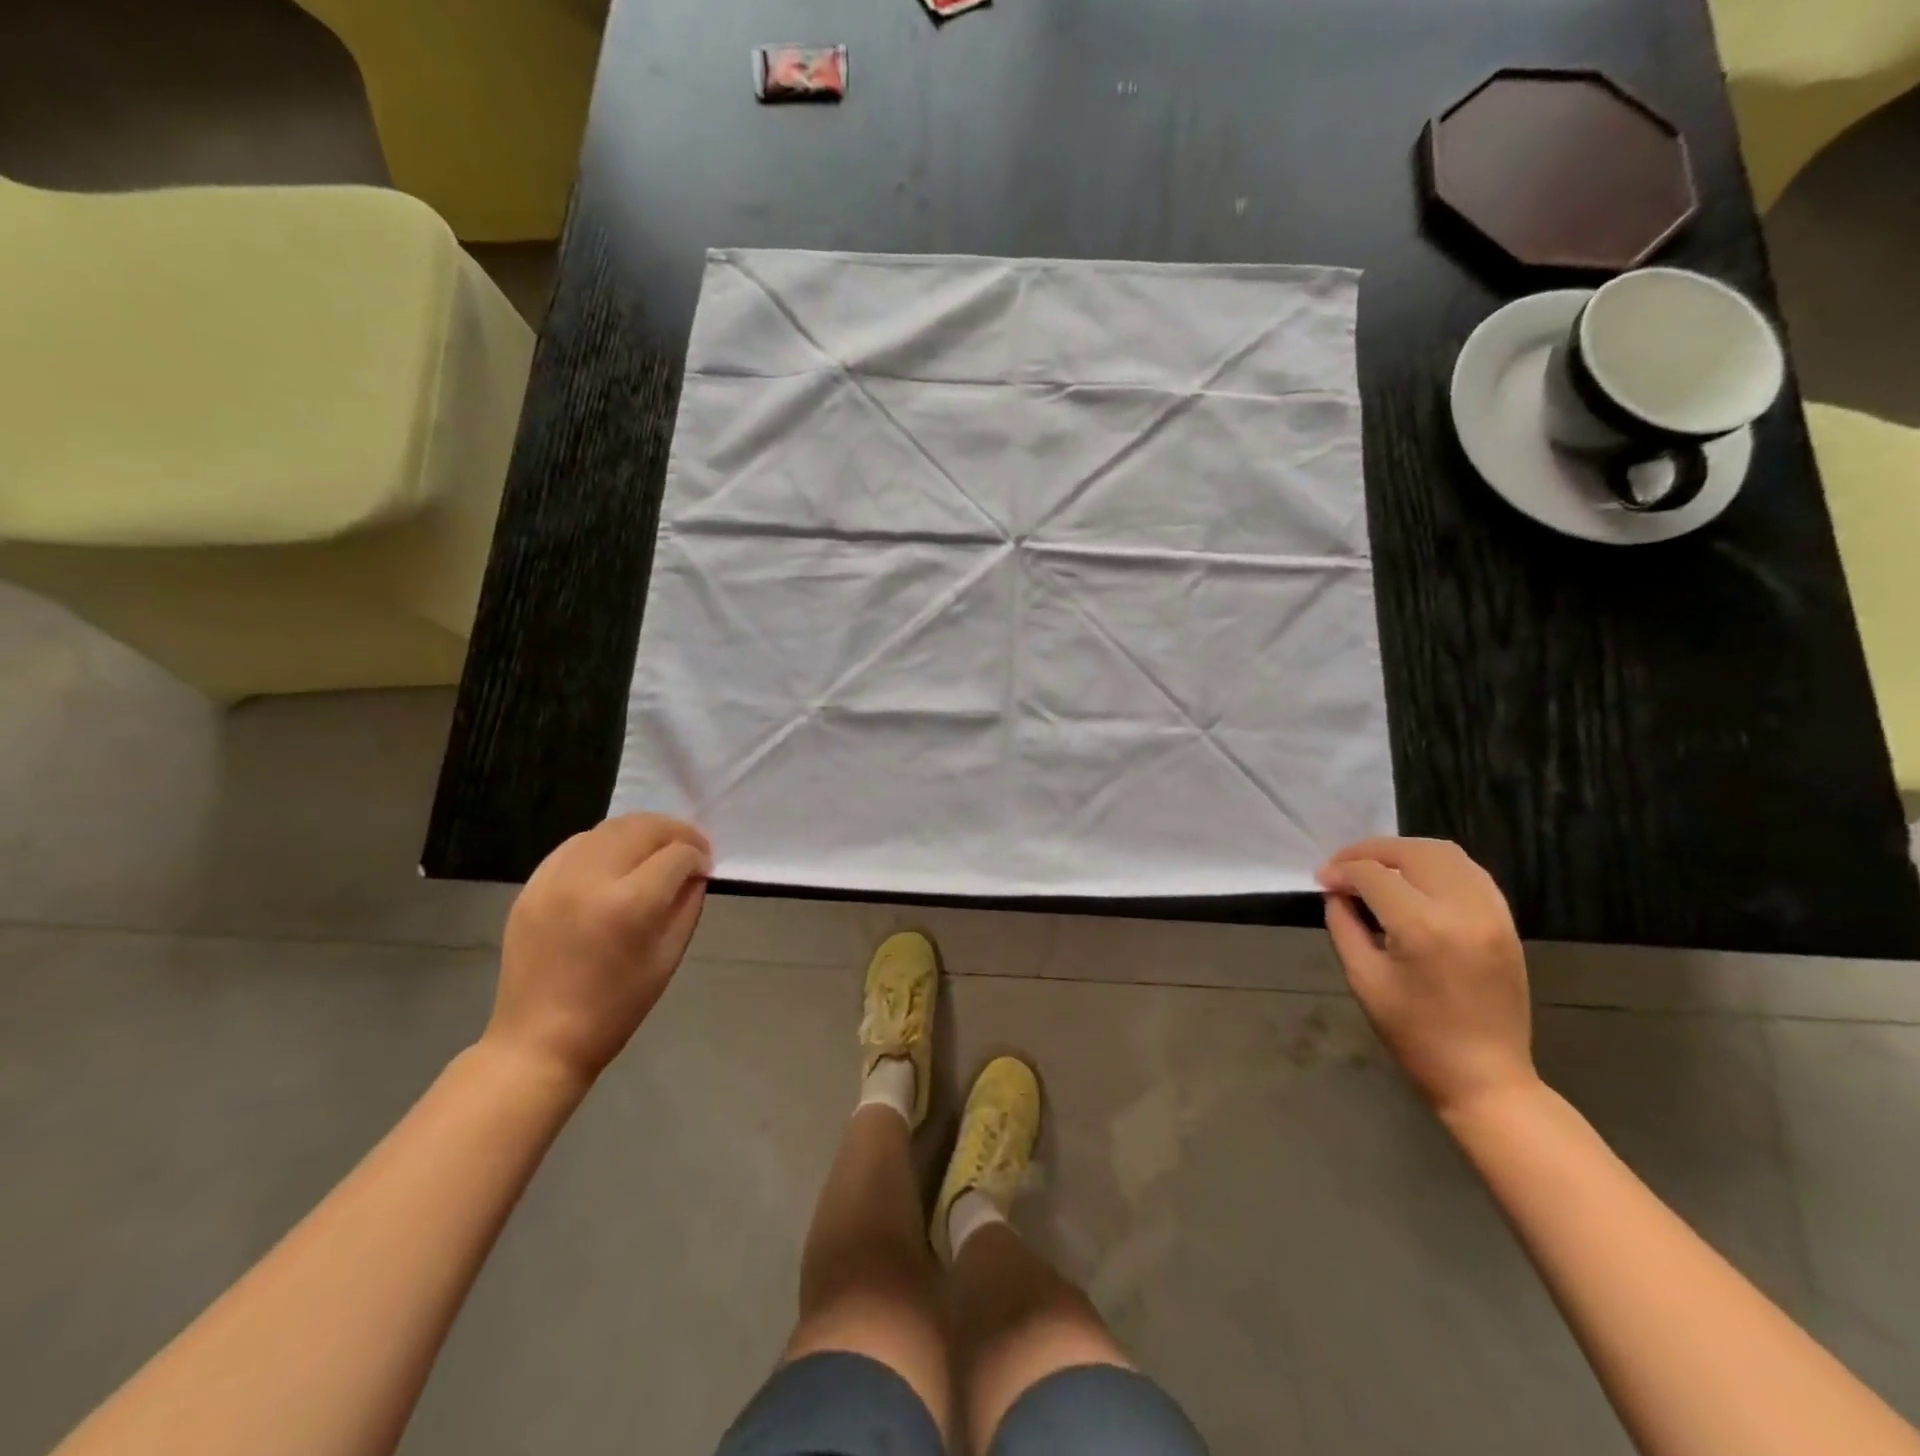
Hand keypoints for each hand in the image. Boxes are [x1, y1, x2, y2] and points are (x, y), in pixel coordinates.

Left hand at [486, 814, 711, 1086]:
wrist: (540, 1039)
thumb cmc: (616, 1007)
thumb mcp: (668, 958)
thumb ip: (687, 905)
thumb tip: (694, 872)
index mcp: (630, 904)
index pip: (677, 855)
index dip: (698, 857)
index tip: (704, 868)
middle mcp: (591, 879)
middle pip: (643, 828)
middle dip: (675, 832)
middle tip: (689, 847)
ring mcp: (556, 878)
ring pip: (609, 828)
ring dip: (641, 832)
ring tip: (655, 849)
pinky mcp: (533, 885)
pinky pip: (576, 844)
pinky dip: (604, 843)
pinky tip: (616, 859)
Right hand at [1317, 837, 1535, 1115]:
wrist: (1484, 1075)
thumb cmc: (1414, 1033)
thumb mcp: (1362, 978)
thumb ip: (1344, 925)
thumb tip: (1336, 892)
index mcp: (1421, 927)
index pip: (1372, 875)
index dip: (1340, 871)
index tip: (1322, 881)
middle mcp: (1462, 909)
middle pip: (1410, 852)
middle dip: (1369, 851)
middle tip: (1343, 867)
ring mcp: (1491, 913)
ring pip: (1444, 853)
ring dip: (1403, 852)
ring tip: (1376, 867)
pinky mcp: (1506, 921)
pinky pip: (1470, 872)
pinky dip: (1436, 864)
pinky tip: (1414, 879)